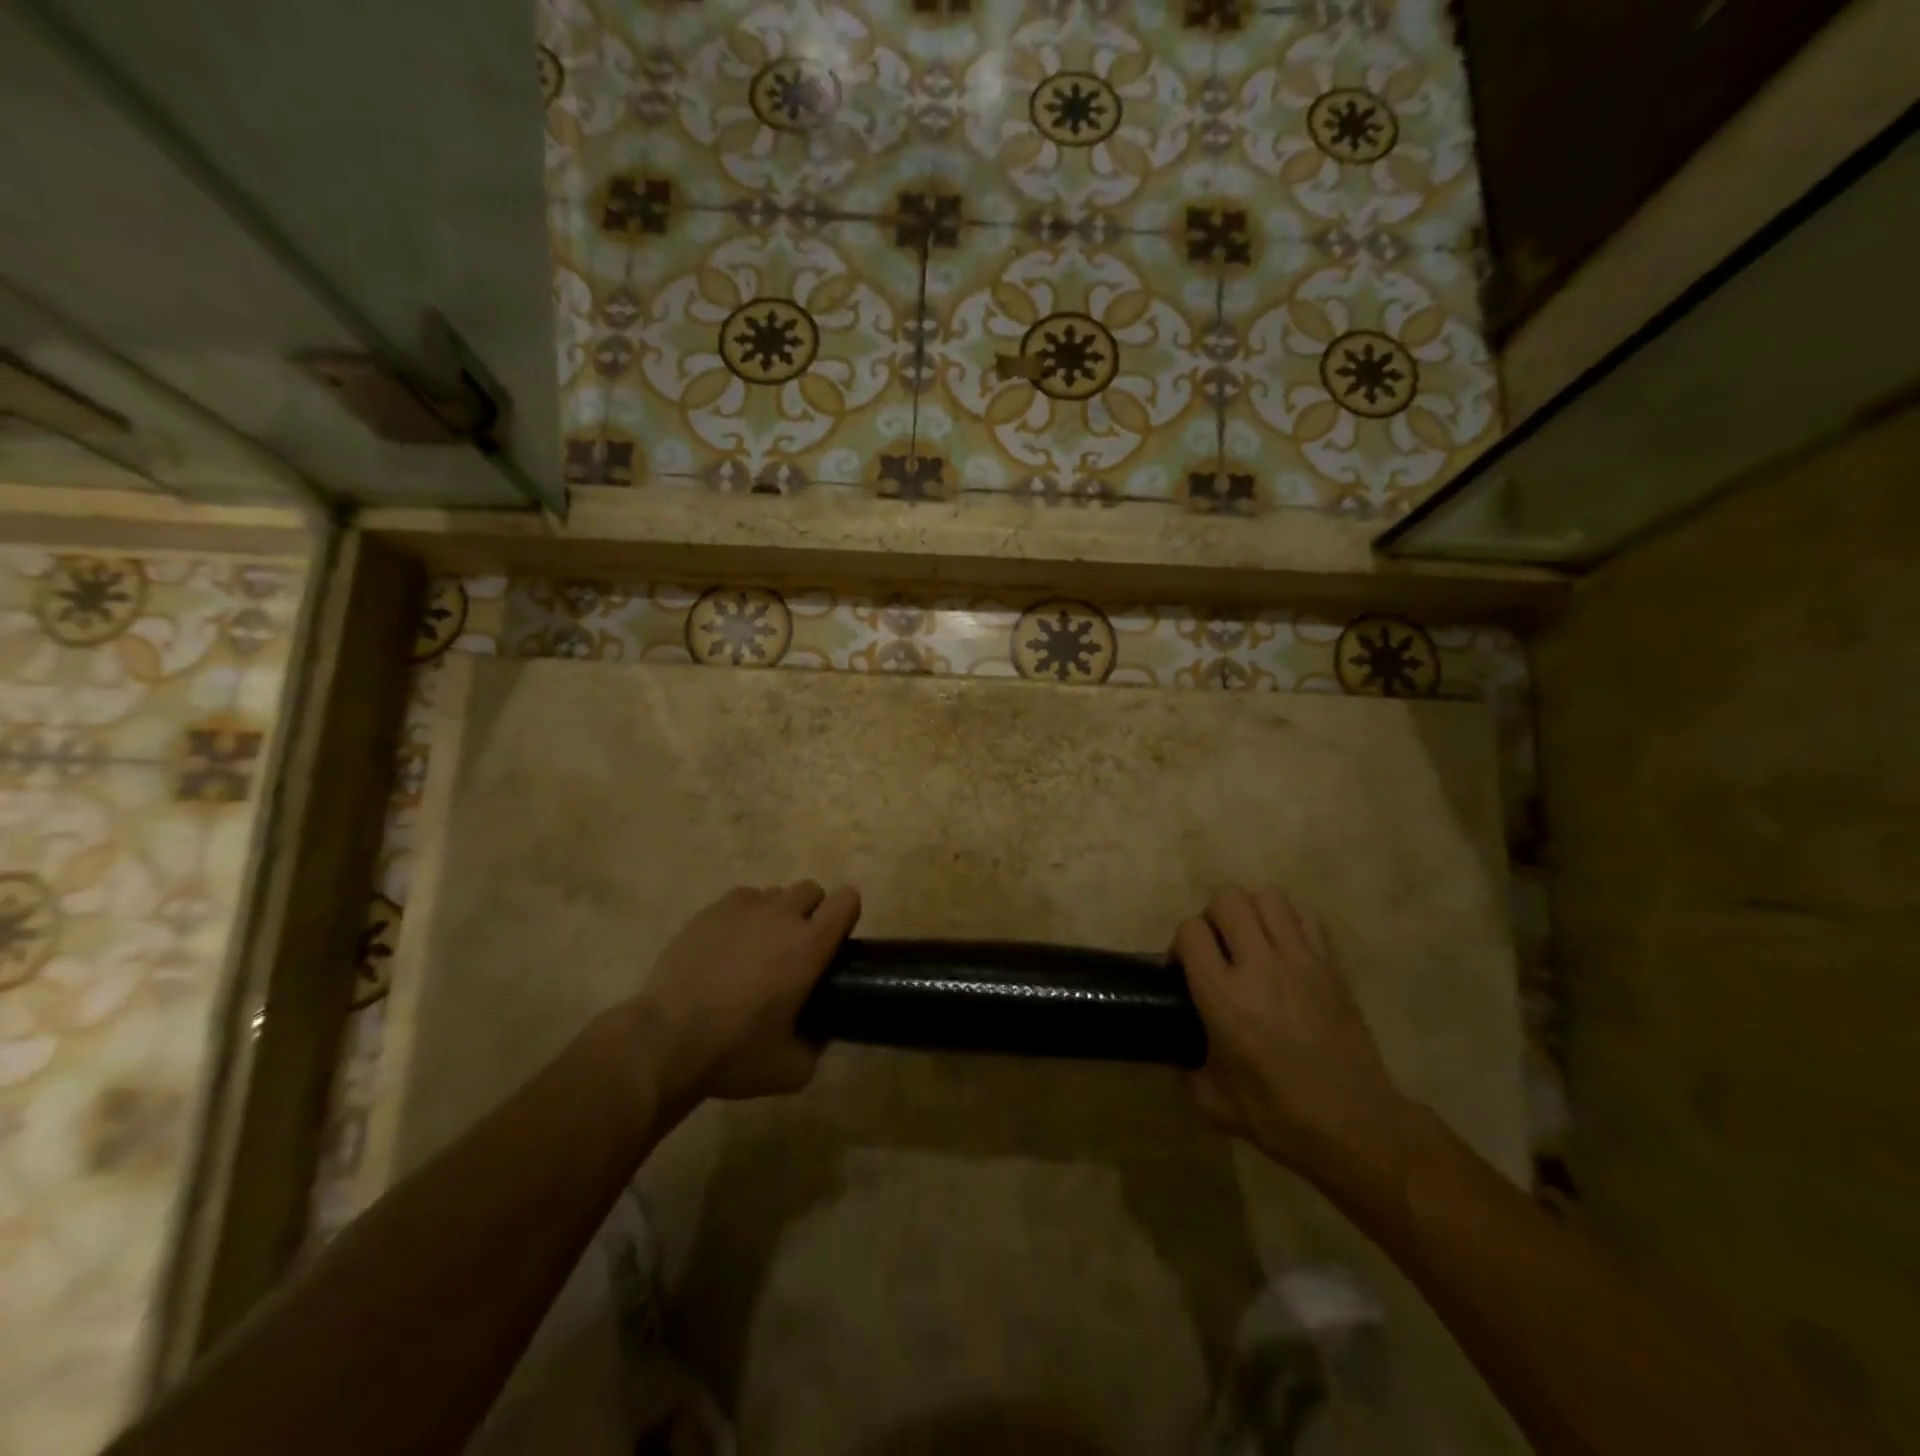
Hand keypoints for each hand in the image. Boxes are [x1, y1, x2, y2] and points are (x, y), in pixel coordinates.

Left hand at [630, 881, 860, 1103]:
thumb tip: (819, 1035)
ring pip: (774, 893)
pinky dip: (745, 915)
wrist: (665, 1040)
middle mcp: (782, 916)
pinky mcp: (709, 912)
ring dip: (777, 913)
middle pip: (810, 890)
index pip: (846, 901)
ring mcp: (743, 909)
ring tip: (760, 948)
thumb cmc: (734, 1053)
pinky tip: (731, 944)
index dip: (847, 913)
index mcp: (810, 945)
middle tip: (799, 947)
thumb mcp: (791, 1069)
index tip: (838, 938)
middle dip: (812, 911)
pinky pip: (741, 898)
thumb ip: (816, 1046)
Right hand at [1175, 887, 1406, 1183]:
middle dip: (1213, 916)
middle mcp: (1259, 966)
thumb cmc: (1278, 1115)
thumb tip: (1178, 1052)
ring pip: (1268, 897)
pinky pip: (1305, 918)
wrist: (1355, 1125)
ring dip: (1252, 912)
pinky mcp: (1331, 966)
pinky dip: (1289, 923)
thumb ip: (1186, 1068)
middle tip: (1218, 948)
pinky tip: (1285, 951)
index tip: (1185, 967)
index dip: (1181, 943)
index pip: (1191, 931)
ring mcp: (1300, 960)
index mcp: (1223, 996)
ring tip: (1252, 942)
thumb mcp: (1212, 1101)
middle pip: (1228, 899)